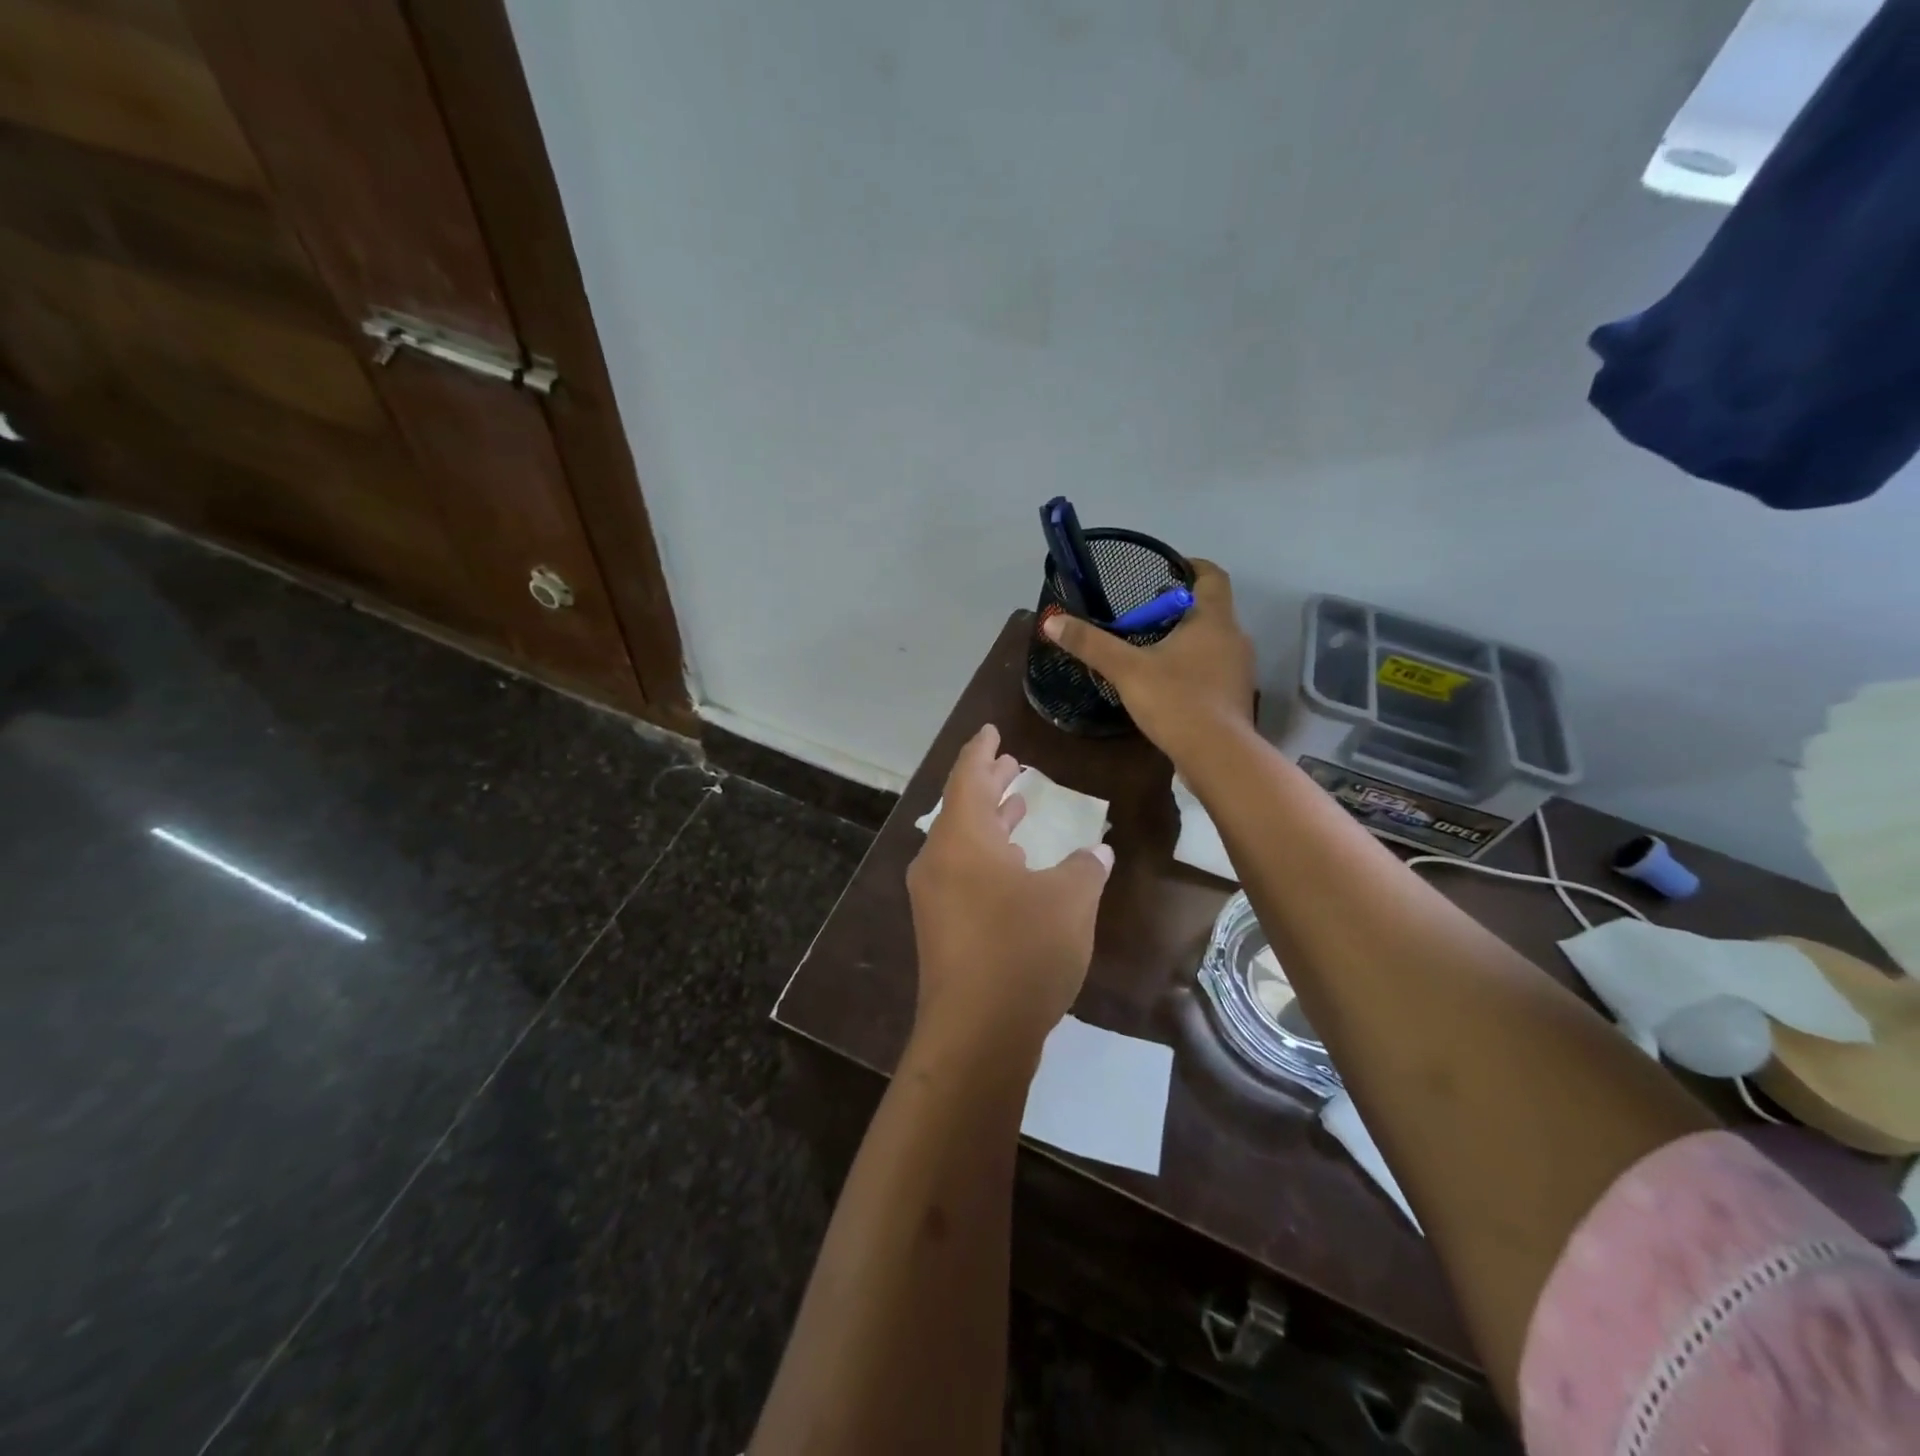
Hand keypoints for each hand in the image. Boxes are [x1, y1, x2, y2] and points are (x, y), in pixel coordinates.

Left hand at [906, 725, 1113, 1058]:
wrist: (977, 1034)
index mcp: (962, 839)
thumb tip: (1097, 855)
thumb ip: (1084, 868)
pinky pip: (964, 872)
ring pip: (964, 842)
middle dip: (989, 782)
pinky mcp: (942, 928)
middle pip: (963, 807)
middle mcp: (939, 860)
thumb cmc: (1022, 951)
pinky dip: (989, 855)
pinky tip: (1016, 864)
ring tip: (1018, 803)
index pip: (968, 776)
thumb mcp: (1069, 901)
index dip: (982, 750)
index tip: (992, 730)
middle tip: (1012, 763)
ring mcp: (936, 897)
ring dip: (991, 820)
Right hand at [1042, 559, 1255, 768]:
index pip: (1212, 575)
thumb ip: (1091, 644)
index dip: (1190, 566)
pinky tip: (1167, 684)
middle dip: (1177, 607)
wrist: (1218, 756)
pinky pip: (1213, 669)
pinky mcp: (1235, 697)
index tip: (1164, 571)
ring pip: (1212, 641)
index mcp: (1214, 619)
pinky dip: (1192, 667)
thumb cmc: (1177, 701)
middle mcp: (1234, 637)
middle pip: (1209, 609)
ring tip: (1150, 649)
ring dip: (1186, 639)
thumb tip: (1052, 620)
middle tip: (1142, 616)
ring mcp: (1239, 669)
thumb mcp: (1127, 669)